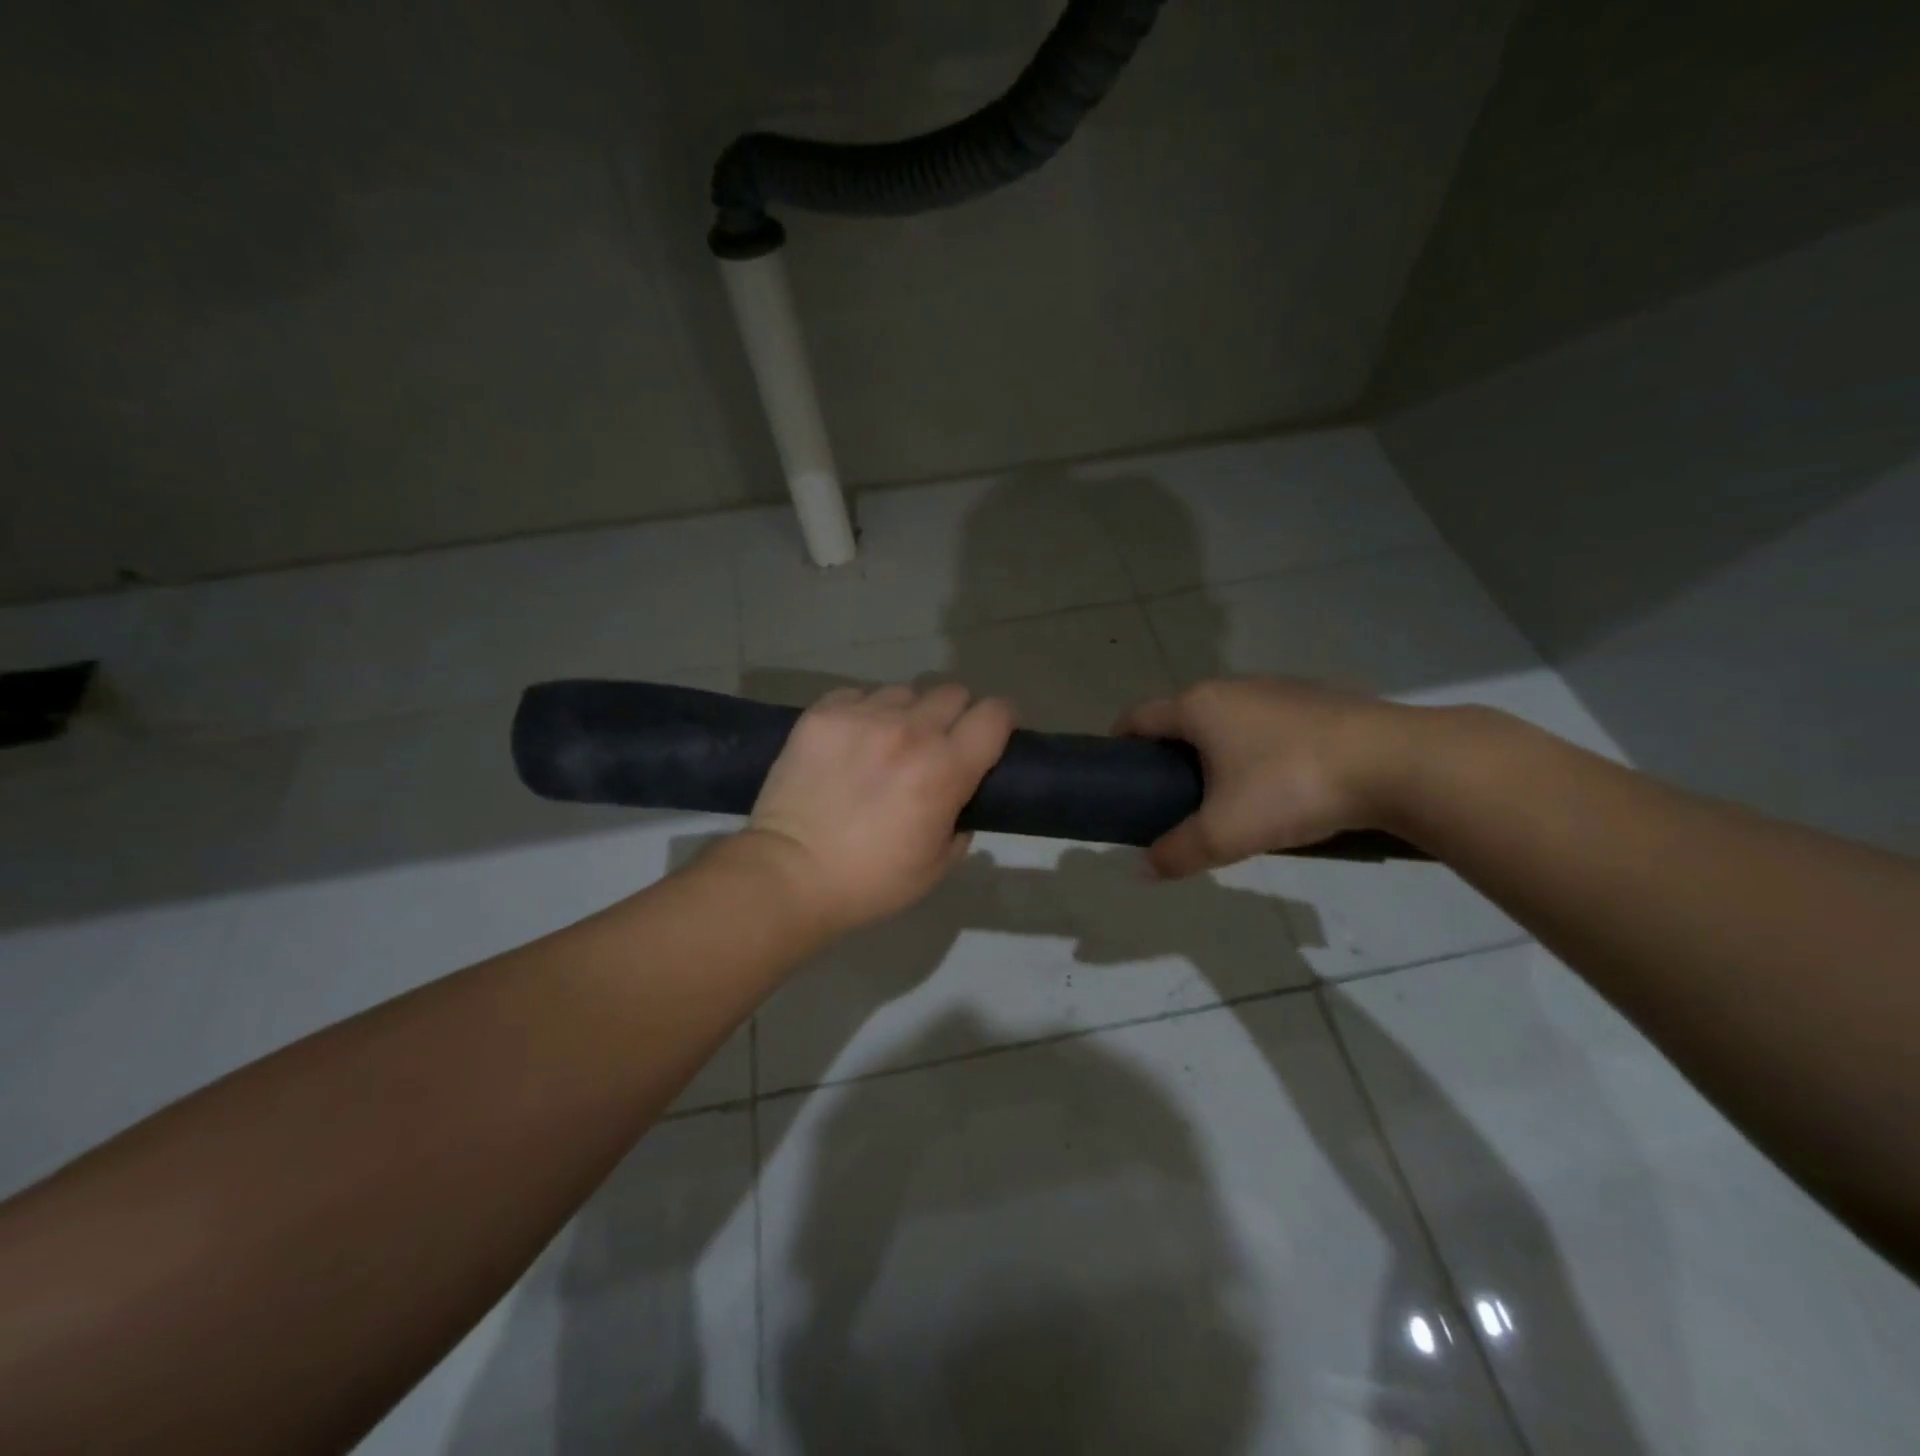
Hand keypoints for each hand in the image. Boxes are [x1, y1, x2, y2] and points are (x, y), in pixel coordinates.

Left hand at [743, 683, 1015, 934]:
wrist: (789, 874)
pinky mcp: (822, 714)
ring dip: (907, 713)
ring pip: (904, 691)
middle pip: (952, 693)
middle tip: (938, 744)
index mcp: (945, 768)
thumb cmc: (870, 881)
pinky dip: (864, 712)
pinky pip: (859, 695)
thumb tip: (958, 800)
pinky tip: (851, 741)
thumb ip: (960, 824)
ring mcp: (862, 716)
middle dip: (955, 715)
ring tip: (887, 742)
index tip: (993, 735)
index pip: (994, 714)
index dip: (1001, 721)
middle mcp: (909, 730)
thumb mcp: (936, 866)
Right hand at [1115, 677, 1416, 877]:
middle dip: (1170, 753)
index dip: (1120, 743)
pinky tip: (1278, 784)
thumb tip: (1141, 871)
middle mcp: (1232, 687)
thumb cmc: (1292, 787)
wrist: (1397, 763)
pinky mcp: (1317, 701)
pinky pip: (1267, 724)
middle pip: (1182, 717)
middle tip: (1172, 798)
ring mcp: (1278, 689)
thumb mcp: (1225, 833)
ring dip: (1216, 751)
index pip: (1138, 716)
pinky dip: (1257, 748)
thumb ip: (1177, 852)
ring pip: (1228, 720)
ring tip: (1226, 796)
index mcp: (1199, 706)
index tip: (1119, 774)